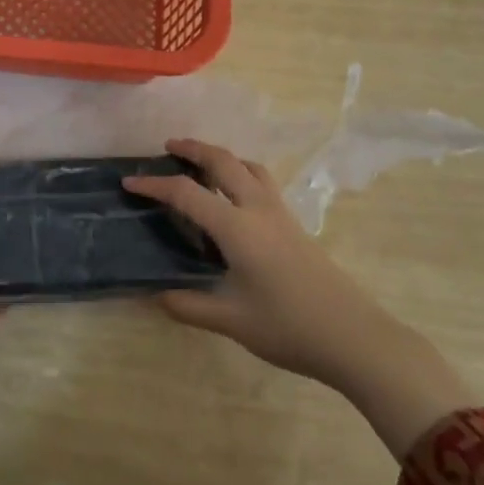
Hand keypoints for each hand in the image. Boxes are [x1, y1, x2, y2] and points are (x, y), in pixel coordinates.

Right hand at [126, 138, 478, 457]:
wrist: (354, 337)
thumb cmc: (289, 327)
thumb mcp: (232, 320)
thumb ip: (190, 305)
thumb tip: (156, 296)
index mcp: (237, 228)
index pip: (187, 194)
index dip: (154, 185)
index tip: (129, 183)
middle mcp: (259, 210)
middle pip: (223, 162)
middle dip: (193, 149)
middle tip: (169, 147)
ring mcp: (281, 215)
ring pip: (249, 167)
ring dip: (222, 156)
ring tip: (202, 163)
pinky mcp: (295, 225)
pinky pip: (263, 182)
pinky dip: (241, 173)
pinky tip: (235, 196)